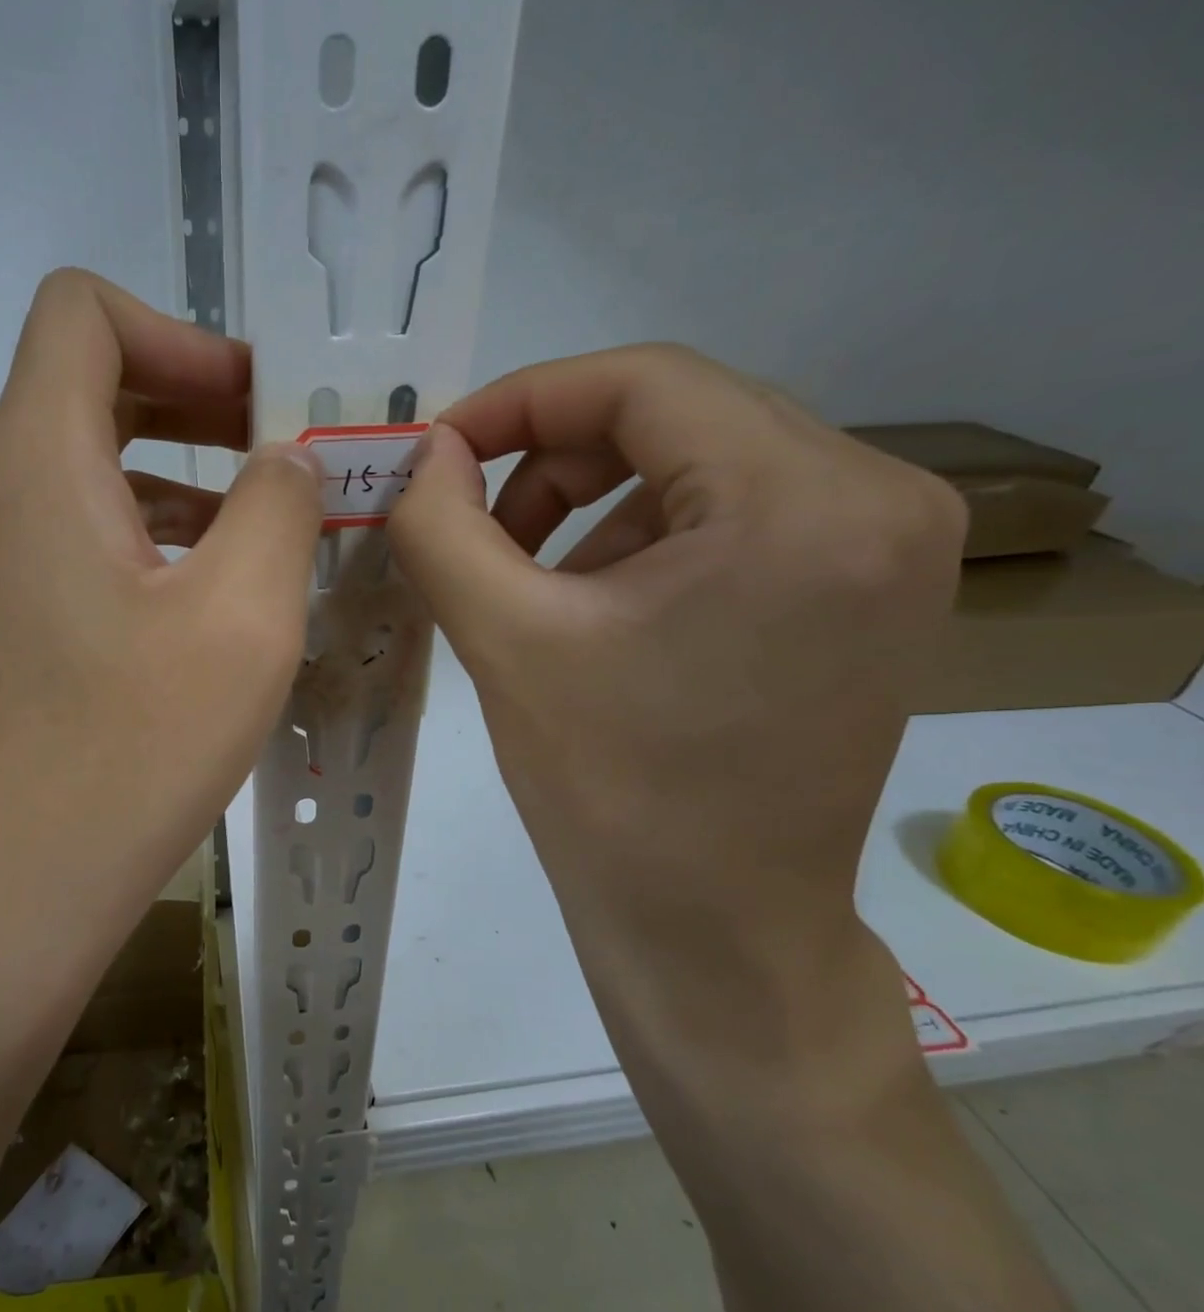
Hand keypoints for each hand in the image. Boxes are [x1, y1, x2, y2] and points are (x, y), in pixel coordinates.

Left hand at [0, 269, 320, 977]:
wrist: (14, 890)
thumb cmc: (130, 749)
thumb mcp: (243, 618)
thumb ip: (281, 507)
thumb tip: (287, 460)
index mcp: (38, 463)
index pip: (80, 313)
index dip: (179, 333)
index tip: (257, 405)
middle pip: (89, 388)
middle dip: (195, 401)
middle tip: (283, 456)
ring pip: (91, 472)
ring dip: (183, 479)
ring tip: (269, 533)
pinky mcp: (9, 625)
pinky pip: (83, 541)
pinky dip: (152, 539)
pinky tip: (213, 602)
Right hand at [389, 345, 965, 1100]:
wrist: (713, 931)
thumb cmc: (608, 793)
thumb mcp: (504, 641)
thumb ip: (442, 526)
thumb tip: (422, 454)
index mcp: (801, 503)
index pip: (643, 381)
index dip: (521, 400)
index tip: (440, 451)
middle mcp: (880, 498)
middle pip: (679, 414)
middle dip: (553, 457)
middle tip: (476, 523)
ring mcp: (890, 546)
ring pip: (703, 462)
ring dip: (596, 503)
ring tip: (532, 583)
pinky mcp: (872, 590)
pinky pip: (737, 514)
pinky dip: (647, 538)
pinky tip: (598, 610)